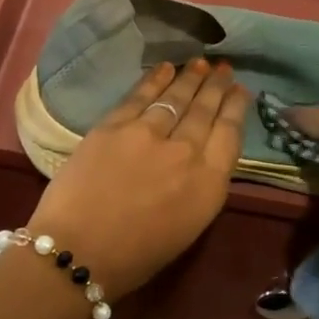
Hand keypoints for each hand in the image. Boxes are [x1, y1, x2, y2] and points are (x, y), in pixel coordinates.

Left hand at [27, 60, 248, 299]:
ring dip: (190, 78)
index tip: (240, 90)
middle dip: (217, 86)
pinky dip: (155, 79)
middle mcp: (186, 151)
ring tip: (201, 63)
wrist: (78, 251)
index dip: (236, 108)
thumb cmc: (137, 255)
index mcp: (209, 184)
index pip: (230, 133)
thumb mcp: (189, 225)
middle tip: (224, 69)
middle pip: (205, 110)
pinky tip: (166, 68)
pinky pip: (141, 96)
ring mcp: (148, 134)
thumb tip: (202, 155)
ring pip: (176, 97)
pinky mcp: (114, 126)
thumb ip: (201, 185)